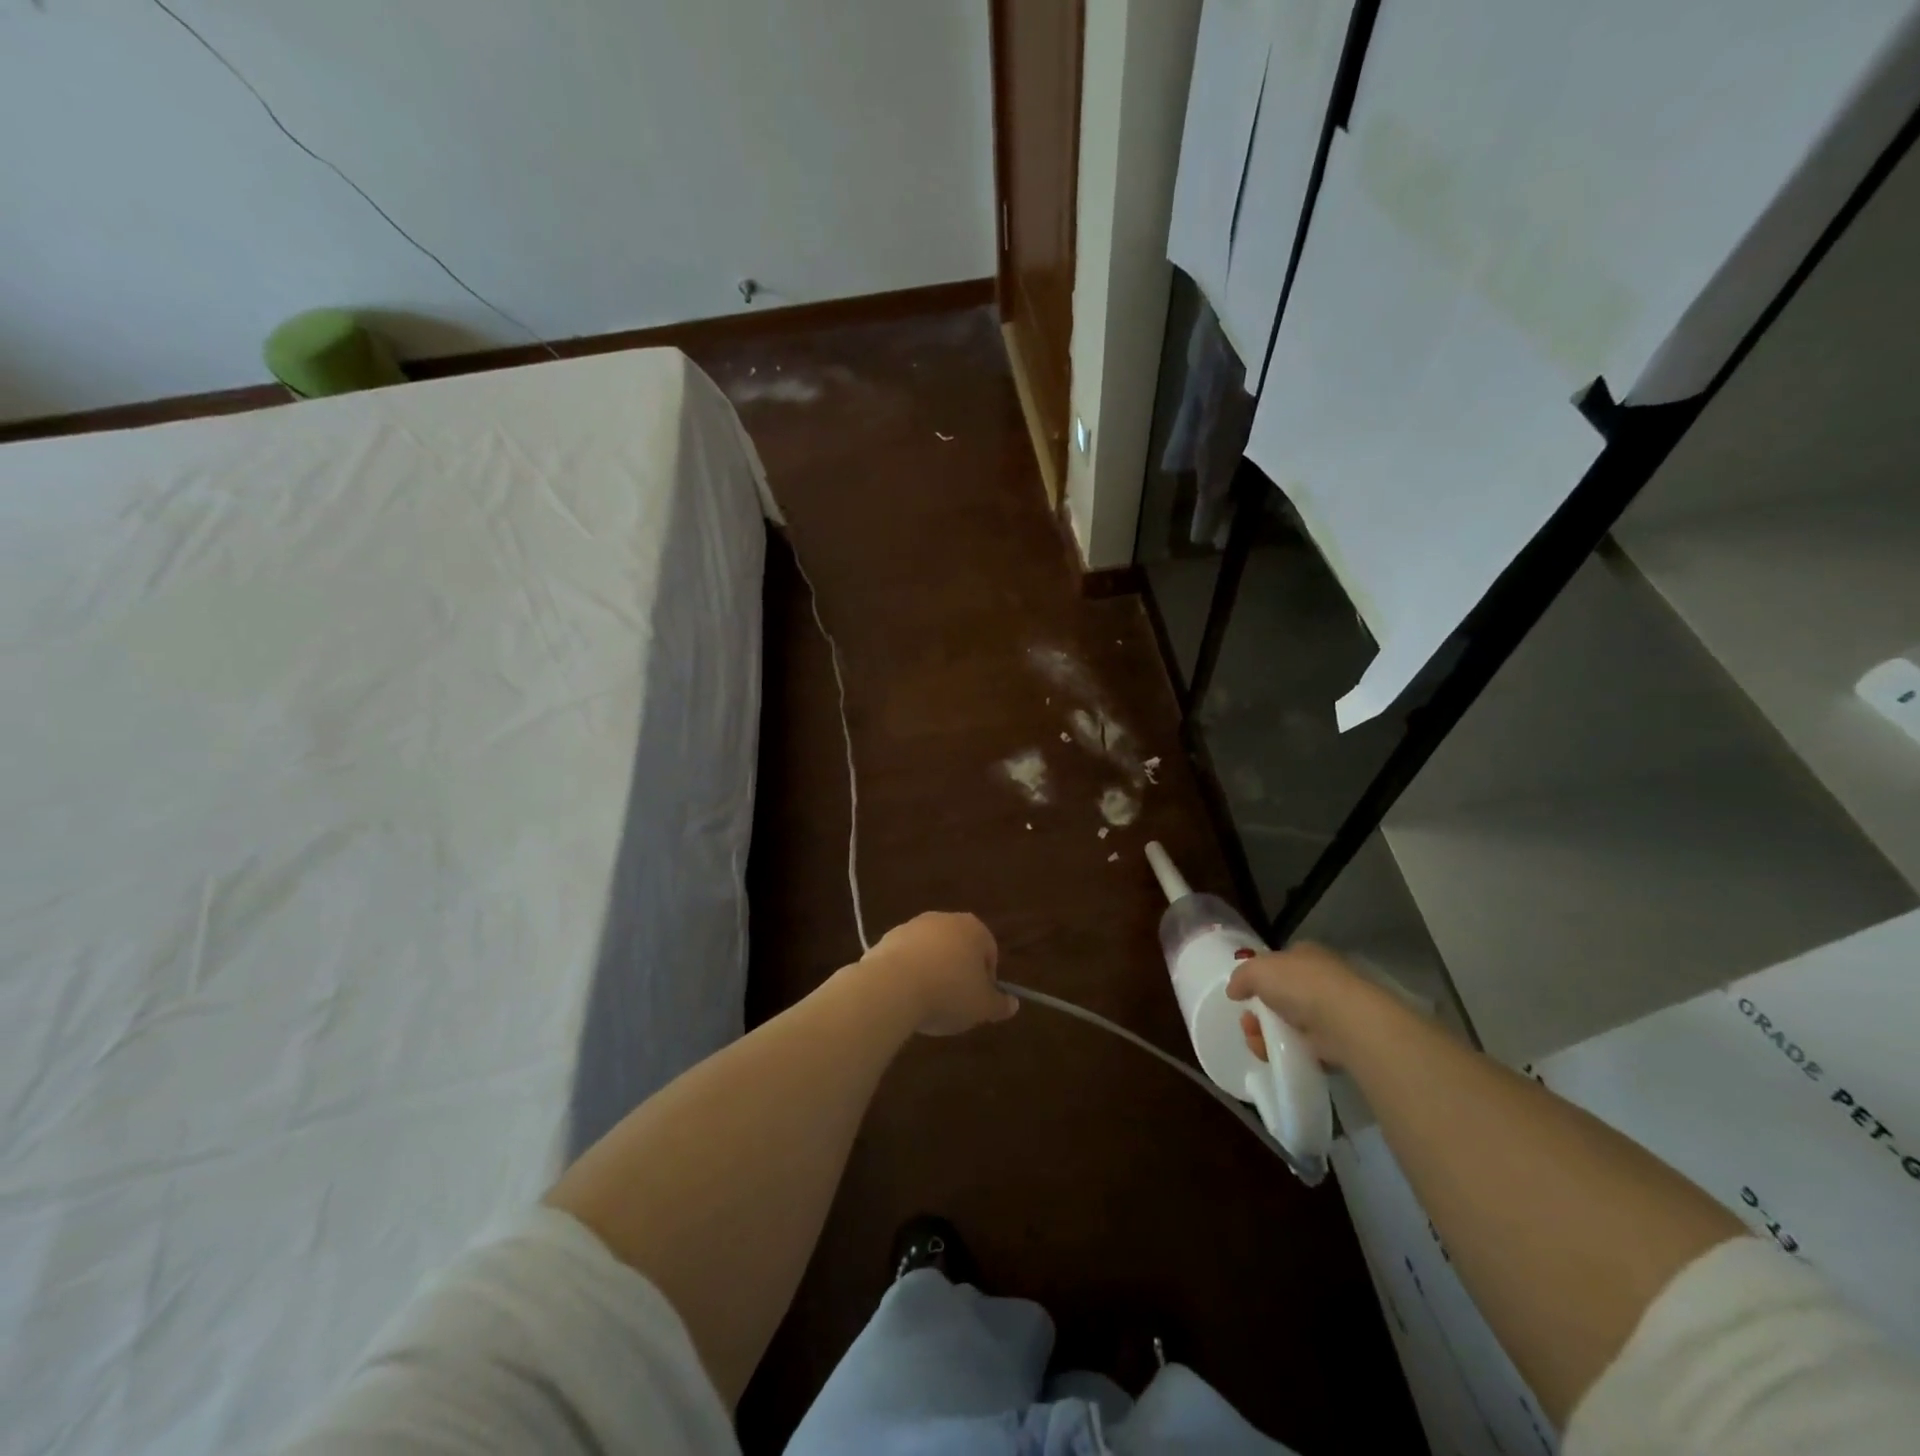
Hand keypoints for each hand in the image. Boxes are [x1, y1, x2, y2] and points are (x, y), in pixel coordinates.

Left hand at [863, 912, 1016, 1036]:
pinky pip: (906, 958)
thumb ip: (1000, 1005)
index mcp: (973, 928)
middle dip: (958, 972)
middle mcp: (944, 919)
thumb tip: (1013, 1004)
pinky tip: (904, 996)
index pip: (989, 951)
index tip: (977, 1001)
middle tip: (954, 1002)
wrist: (892, 986)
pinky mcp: (887, 938)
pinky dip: (908, 973)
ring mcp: (913, 926)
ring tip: (926, 1002)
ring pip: (930, 951)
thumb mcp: (982, 1007)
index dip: (987, 979)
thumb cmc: (949, 993)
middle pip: (958, 947)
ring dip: (932, 971)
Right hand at [1227, 941, 1382, 1068]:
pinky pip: (1304, 1047)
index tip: (1244, 995)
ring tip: (1256, 1042)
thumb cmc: (1301, 984)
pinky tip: (1274, 1055)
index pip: (1279, 963)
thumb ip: (1241, 977)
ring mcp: (1331, 1012)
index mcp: (1306, 955)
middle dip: (1259, 1012)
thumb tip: (1234, 991)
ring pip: (1290, 1024)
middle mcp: (1320, 980)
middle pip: (1281, 997)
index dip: (1260, 978)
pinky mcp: (1337, 1042)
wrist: (1346, 1022)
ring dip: (1267, 1034)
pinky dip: (1287, 1052)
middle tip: (1248, 1022)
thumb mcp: (1257, 970)